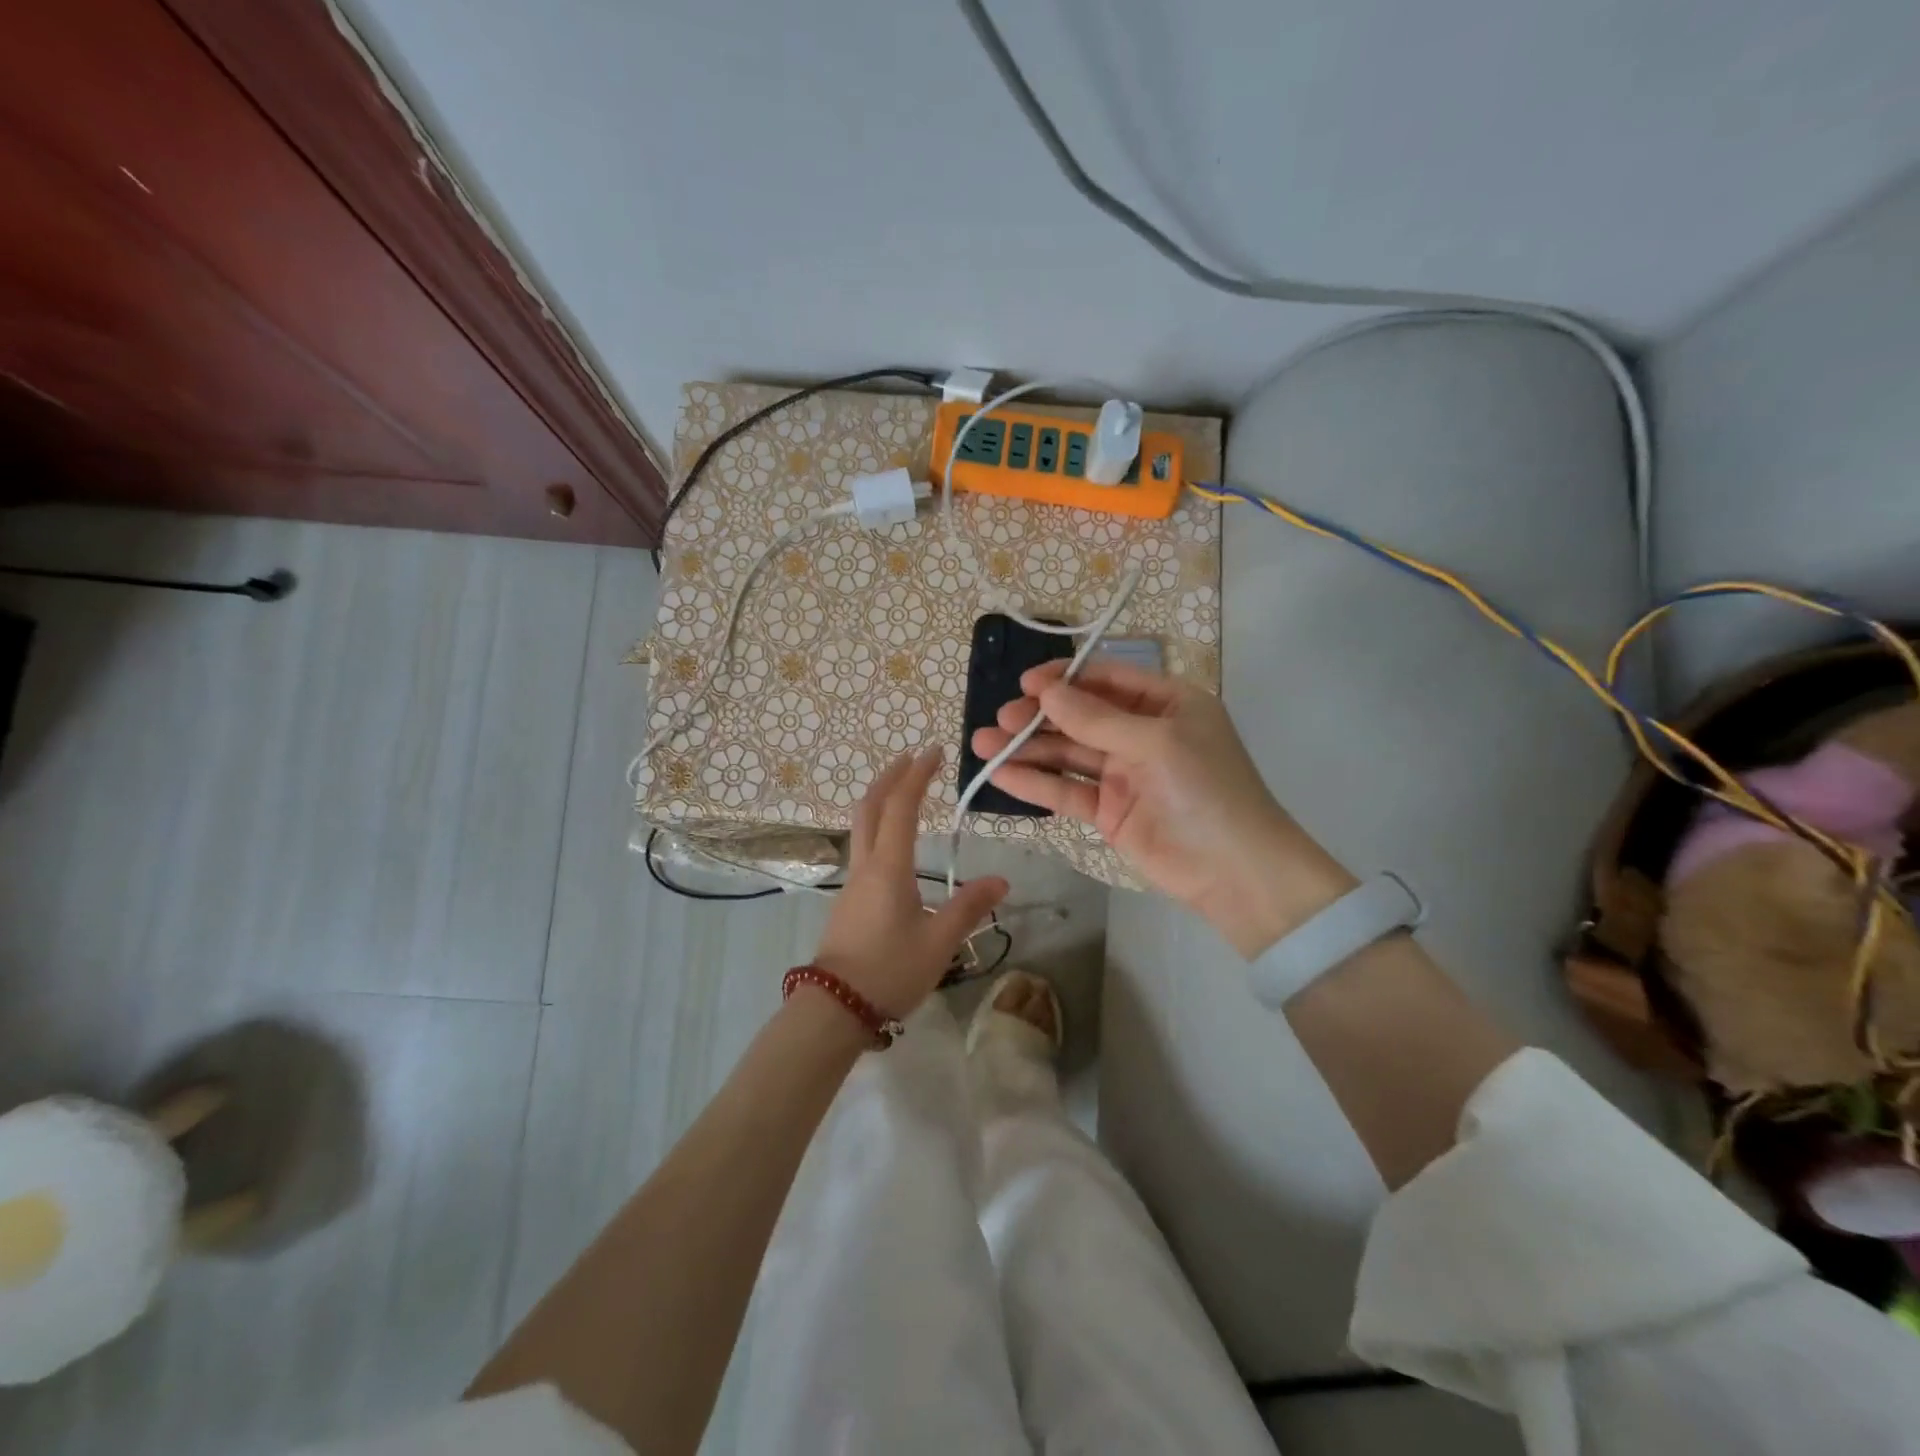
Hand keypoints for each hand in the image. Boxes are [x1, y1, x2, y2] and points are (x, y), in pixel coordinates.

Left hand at [810, 748, 1007, 1019]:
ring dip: (881, 800)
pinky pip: (863, 847)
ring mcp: (852, 882)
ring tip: (904, 792)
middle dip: (891, 776)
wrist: (834, 1007)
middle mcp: (866, 865)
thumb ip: (968, 908)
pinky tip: (894, 843)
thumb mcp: (939, 942)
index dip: (918, 774)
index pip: (902, 807)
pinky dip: (878, 826)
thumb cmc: (889, 971)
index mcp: (889, 867)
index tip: (934, 751)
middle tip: (912, 758)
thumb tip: (1001, 881)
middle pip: (871, 806)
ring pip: (862, 826)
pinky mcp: (848, 900)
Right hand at [971, 661, 1355, 957]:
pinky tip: (1000, 775)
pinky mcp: (1108, 811)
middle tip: (1002, 719)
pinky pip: (1067, 790)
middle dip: (1039, 716)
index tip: (1026, 684)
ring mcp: (1123, 774)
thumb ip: (1096, 719)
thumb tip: (1046, 692)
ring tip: (982, 744)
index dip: (1065, 679)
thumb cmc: (1206, 789)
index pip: (1107, 679)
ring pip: (1068, 754)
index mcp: (1166, 704)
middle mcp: (1141, 733)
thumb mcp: (1155, 743)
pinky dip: (1036, 783)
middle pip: (1080, 716)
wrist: (1235, 872)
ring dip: (1027, 749)